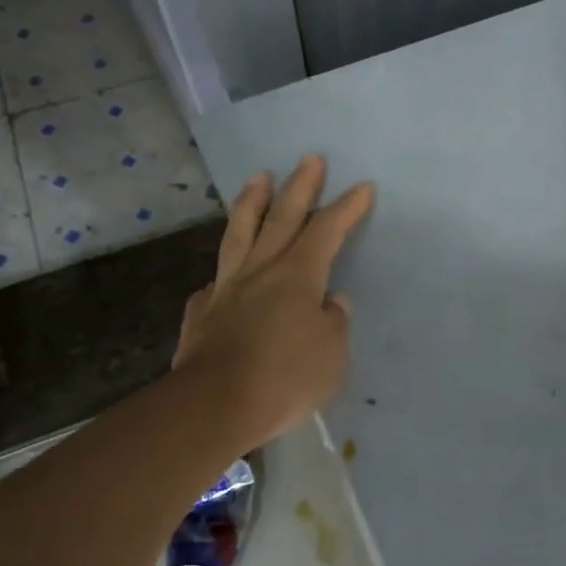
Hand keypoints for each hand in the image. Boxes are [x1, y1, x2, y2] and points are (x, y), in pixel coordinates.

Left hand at [173, 156, 374, 450]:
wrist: (212, 407)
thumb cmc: (284, 378)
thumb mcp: (332, 354)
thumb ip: (334, 322)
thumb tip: (330, 303)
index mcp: (298, 276)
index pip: (327, 230)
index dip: (347, 208)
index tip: (362, 186)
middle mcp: (262, 270)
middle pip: (283, 217)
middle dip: (300, 186)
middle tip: (310, 158)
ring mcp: (227, 288)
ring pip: (241, 233)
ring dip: (253, 202)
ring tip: (258, 178)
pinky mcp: (202, 312)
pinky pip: (217, 281)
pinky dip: (226, 270)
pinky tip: (225, 274)